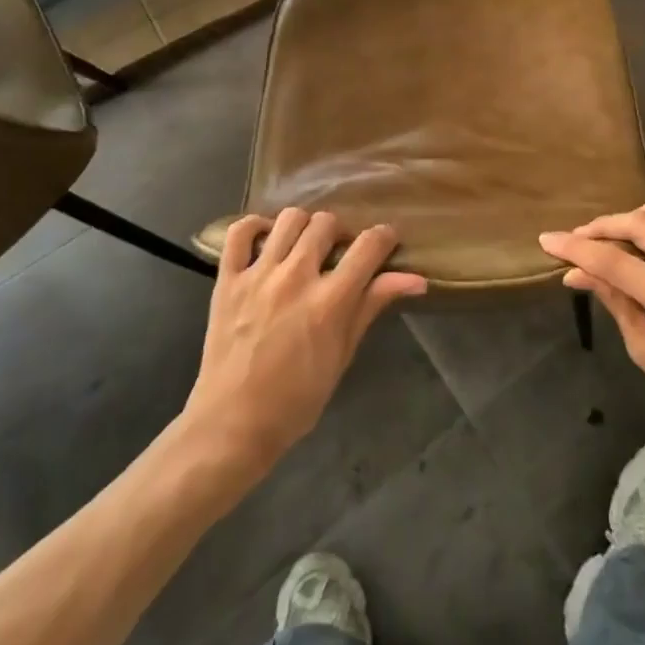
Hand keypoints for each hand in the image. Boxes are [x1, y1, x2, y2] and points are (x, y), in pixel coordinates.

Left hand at [180, 209, 426, 479]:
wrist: (232, 425)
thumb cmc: (296, 399)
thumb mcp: (343, 354)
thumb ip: (373, 305)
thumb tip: (416, 279)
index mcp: (330, 301)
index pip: (368, 245)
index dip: (384, 237)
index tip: (385, 243)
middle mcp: (296, 277)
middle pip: (327, 223)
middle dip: (340, 232)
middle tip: (337, 254)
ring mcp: (258, 275)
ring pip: (289, 218)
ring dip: (303, 227)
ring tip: (303, 248)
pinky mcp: (227, 279)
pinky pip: (240, 232)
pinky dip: (255, 227)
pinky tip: (266, 241)